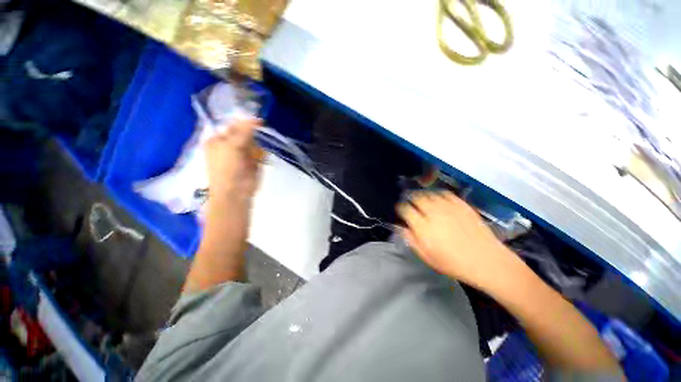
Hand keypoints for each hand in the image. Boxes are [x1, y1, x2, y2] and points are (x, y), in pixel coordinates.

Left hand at [205, 119, 262, 206]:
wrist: (235, 192)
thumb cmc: (227, 168)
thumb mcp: (232, 145)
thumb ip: (244, 131)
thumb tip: (256, 117)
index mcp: (218, 140)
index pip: (233, 125)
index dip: (245, 123)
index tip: (258, 122)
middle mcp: (229, 145)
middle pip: (245, 134)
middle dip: (251, 138)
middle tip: (249, 147)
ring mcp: (242, 155)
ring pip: (254, 144)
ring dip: (255, 149)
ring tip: (251, 158)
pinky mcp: (252, 163)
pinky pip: (259, 154)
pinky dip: (260, 156)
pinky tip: (256, 162)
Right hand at [397, 192, 520, 291]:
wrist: (486, 261)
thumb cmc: (453, 263)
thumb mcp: (427, 257)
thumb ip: (411, 240)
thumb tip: (402, 227)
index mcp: (423, 227)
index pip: (405, 209)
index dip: (400, 208)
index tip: (401, 210)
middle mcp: (433, 213)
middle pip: (416, 198)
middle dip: (410, 199)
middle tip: (411, 203)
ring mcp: (448, 207)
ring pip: (429, 194)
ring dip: (423, 195)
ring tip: (422, 200)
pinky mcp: (461, 205)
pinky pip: (445, 193)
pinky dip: (438, 194)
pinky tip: (438, 199)